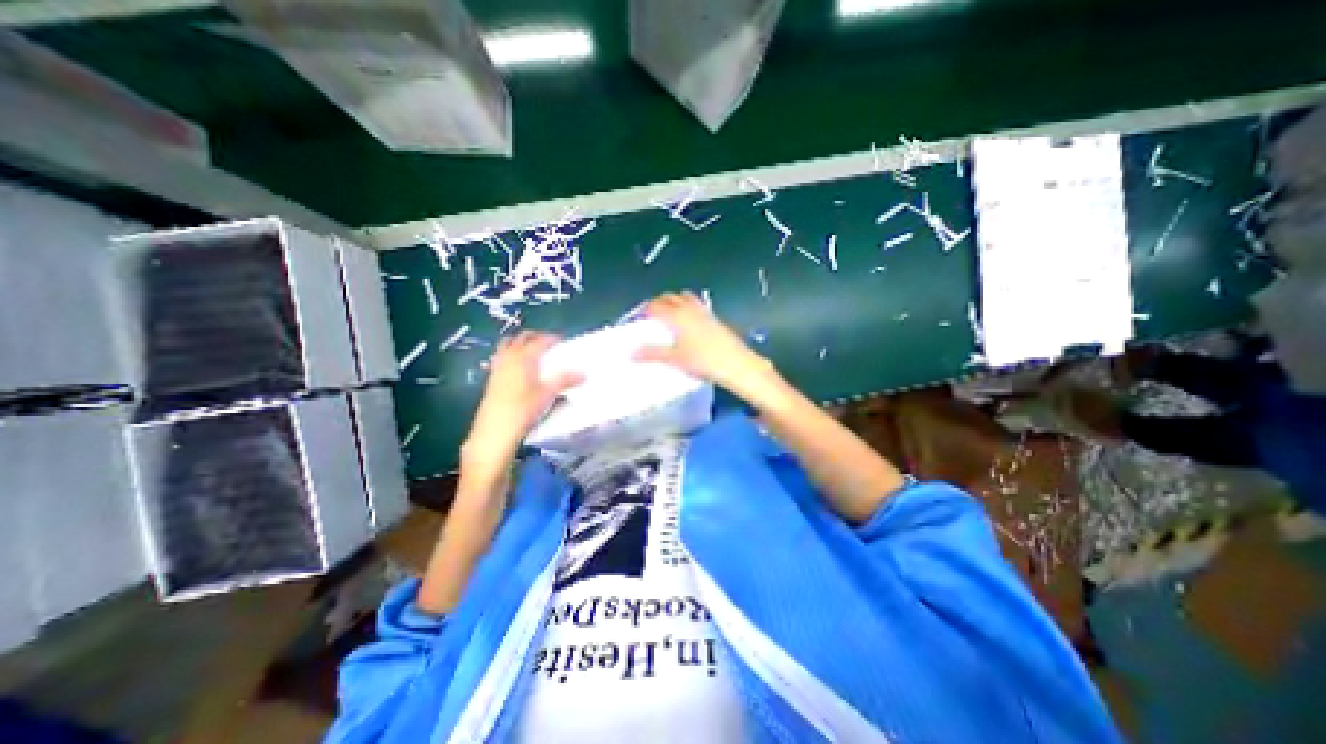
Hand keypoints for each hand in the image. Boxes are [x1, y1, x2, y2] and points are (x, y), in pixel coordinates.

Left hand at [465, 333, 580, 465]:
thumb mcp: (547, 395)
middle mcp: (509, 358)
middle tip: (548, 344)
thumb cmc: (523, 409)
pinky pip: (501, 358)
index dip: (551, 339)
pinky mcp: (491, 379)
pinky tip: (518, 369)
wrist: (494, 430)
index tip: (562, 341)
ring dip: (520, 344)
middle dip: (535, 337)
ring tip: (531, 353)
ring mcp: (497, 367)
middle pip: (521, 339)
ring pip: (507, 346)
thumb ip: (565, 380)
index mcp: (524, 358)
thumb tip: (584, 373)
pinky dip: (511, 356)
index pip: (539, 341)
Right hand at [634, 290, 777, 401]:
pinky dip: (687, 307)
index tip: (639, 320)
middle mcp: (689, 308)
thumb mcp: (674, 359)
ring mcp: (703, 311)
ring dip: (674, 302)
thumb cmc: (702, 360)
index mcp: (676, 315)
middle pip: (669, 297)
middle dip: (658, 303)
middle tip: (652, 318)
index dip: (645, 311)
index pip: (655, 306)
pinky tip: (688, 324)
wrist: (735, 364)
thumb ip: (652, 354)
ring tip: (669, 318)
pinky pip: (696, 305)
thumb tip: (632, 353)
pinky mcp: (714, 317)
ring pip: (684, 298)